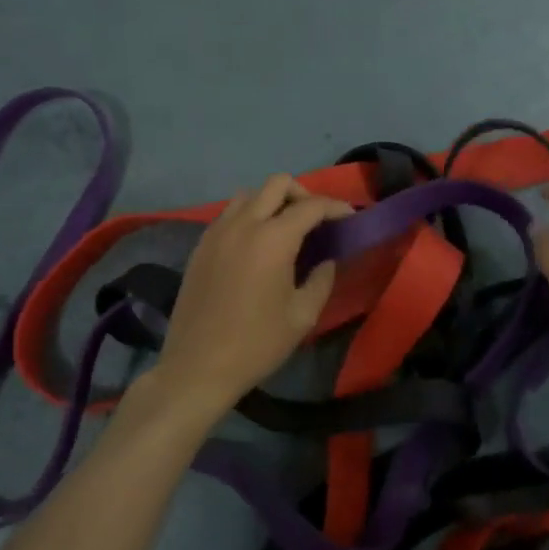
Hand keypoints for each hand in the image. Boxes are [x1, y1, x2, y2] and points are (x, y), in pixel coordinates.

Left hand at [132, 175, 351, 429]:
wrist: (198, 366)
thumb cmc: (257, 344)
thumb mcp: (302, 316)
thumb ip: (321, 279)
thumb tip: (327, 259)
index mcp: (273, 239)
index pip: (311, 206)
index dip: (335, 207)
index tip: (350, 218)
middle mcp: (243, 224)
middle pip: (277, 184)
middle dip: (303, 194)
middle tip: (316, 220)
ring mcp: (217, 231)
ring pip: (249, 194)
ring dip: (272, 202)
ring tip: (285, 229)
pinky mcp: (200, 245)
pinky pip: (229, 214)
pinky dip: (248, 216)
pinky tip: (256, 245)